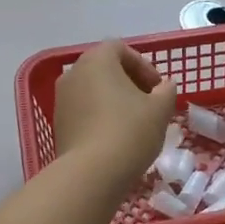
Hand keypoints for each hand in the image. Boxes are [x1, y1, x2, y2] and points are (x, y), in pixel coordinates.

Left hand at [52, 40, 175, 182]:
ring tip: (134, 122)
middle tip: (149, 103)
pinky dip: (100, 116)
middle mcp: (73, 73)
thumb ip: (166, 91)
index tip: (158, 88)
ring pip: (93, 90)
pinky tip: (116, 137)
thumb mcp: (160, 109)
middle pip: (105, 68)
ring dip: (114, 100)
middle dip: (129, 82)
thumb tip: (165, 86)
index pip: (121, 49)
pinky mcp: (58, 124)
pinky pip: (83, 110)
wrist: (91, 174)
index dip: (144, 65)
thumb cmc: (130, 131)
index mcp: (97, 60)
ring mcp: (61, 99)